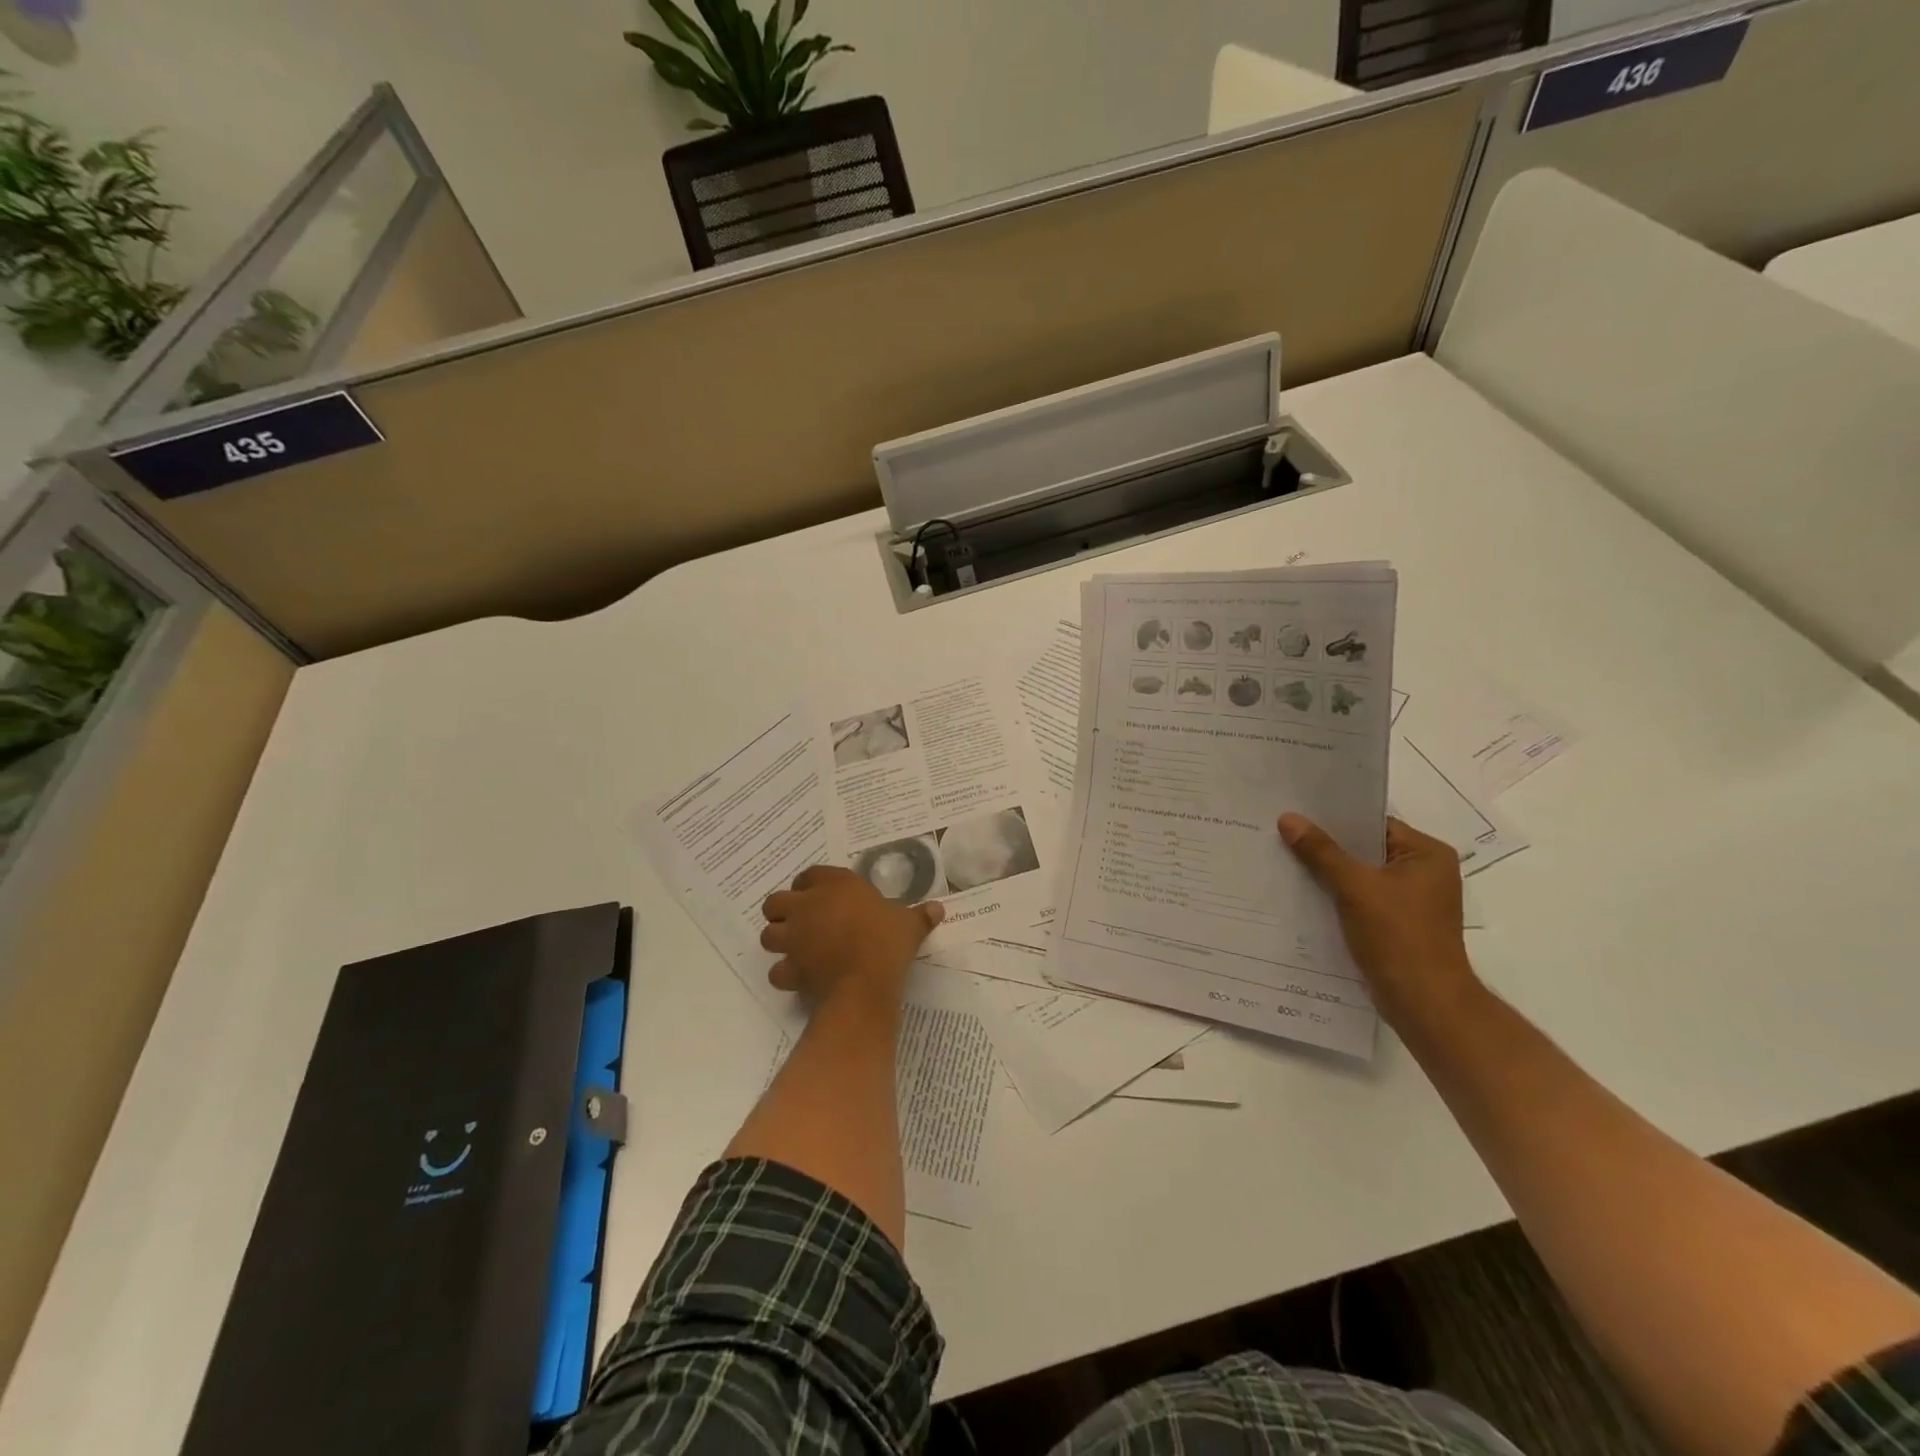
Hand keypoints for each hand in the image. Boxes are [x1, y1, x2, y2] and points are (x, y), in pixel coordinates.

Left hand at [760, 865, 944, 1006]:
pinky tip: (799, 978)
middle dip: (783, 911)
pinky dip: (785, 974)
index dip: (810, 885)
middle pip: (775, 902)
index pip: (809, 875)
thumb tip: (939, 908)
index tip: (821, 896)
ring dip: (778, 941)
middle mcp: (808, 905)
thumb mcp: (909, 924)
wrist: (865, 980)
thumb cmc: (887, 940)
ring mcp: (795, 937)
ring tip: (796, 949)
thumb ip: (920, 915)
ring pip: (768, 935)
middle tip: (802, 923)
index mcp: (835, 885)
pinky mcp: (791, 967)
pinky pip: (777, 970)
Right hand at [1278, 813, 1477, 1024]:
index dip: (1335, 819)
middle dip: (1327, 847)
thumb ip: (1321, 851)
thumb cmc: (1398, 937)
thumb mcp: (1355, 887)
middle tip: (1283, 834)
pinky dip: (1337, 896)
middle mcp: (1425, 873)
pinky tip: (1304, 894)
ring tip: (1286, 861)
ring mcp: (1412, 901)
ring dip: (1329, 873)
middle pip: (1366, 849)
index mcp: (1428, 854)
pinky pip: (1362, 898)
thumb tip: (1288, 818)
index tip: (1296, 814)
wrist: (1424, 1003)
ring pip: (1361, 875)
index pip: (1374, 824)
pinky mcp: (1398, 924)